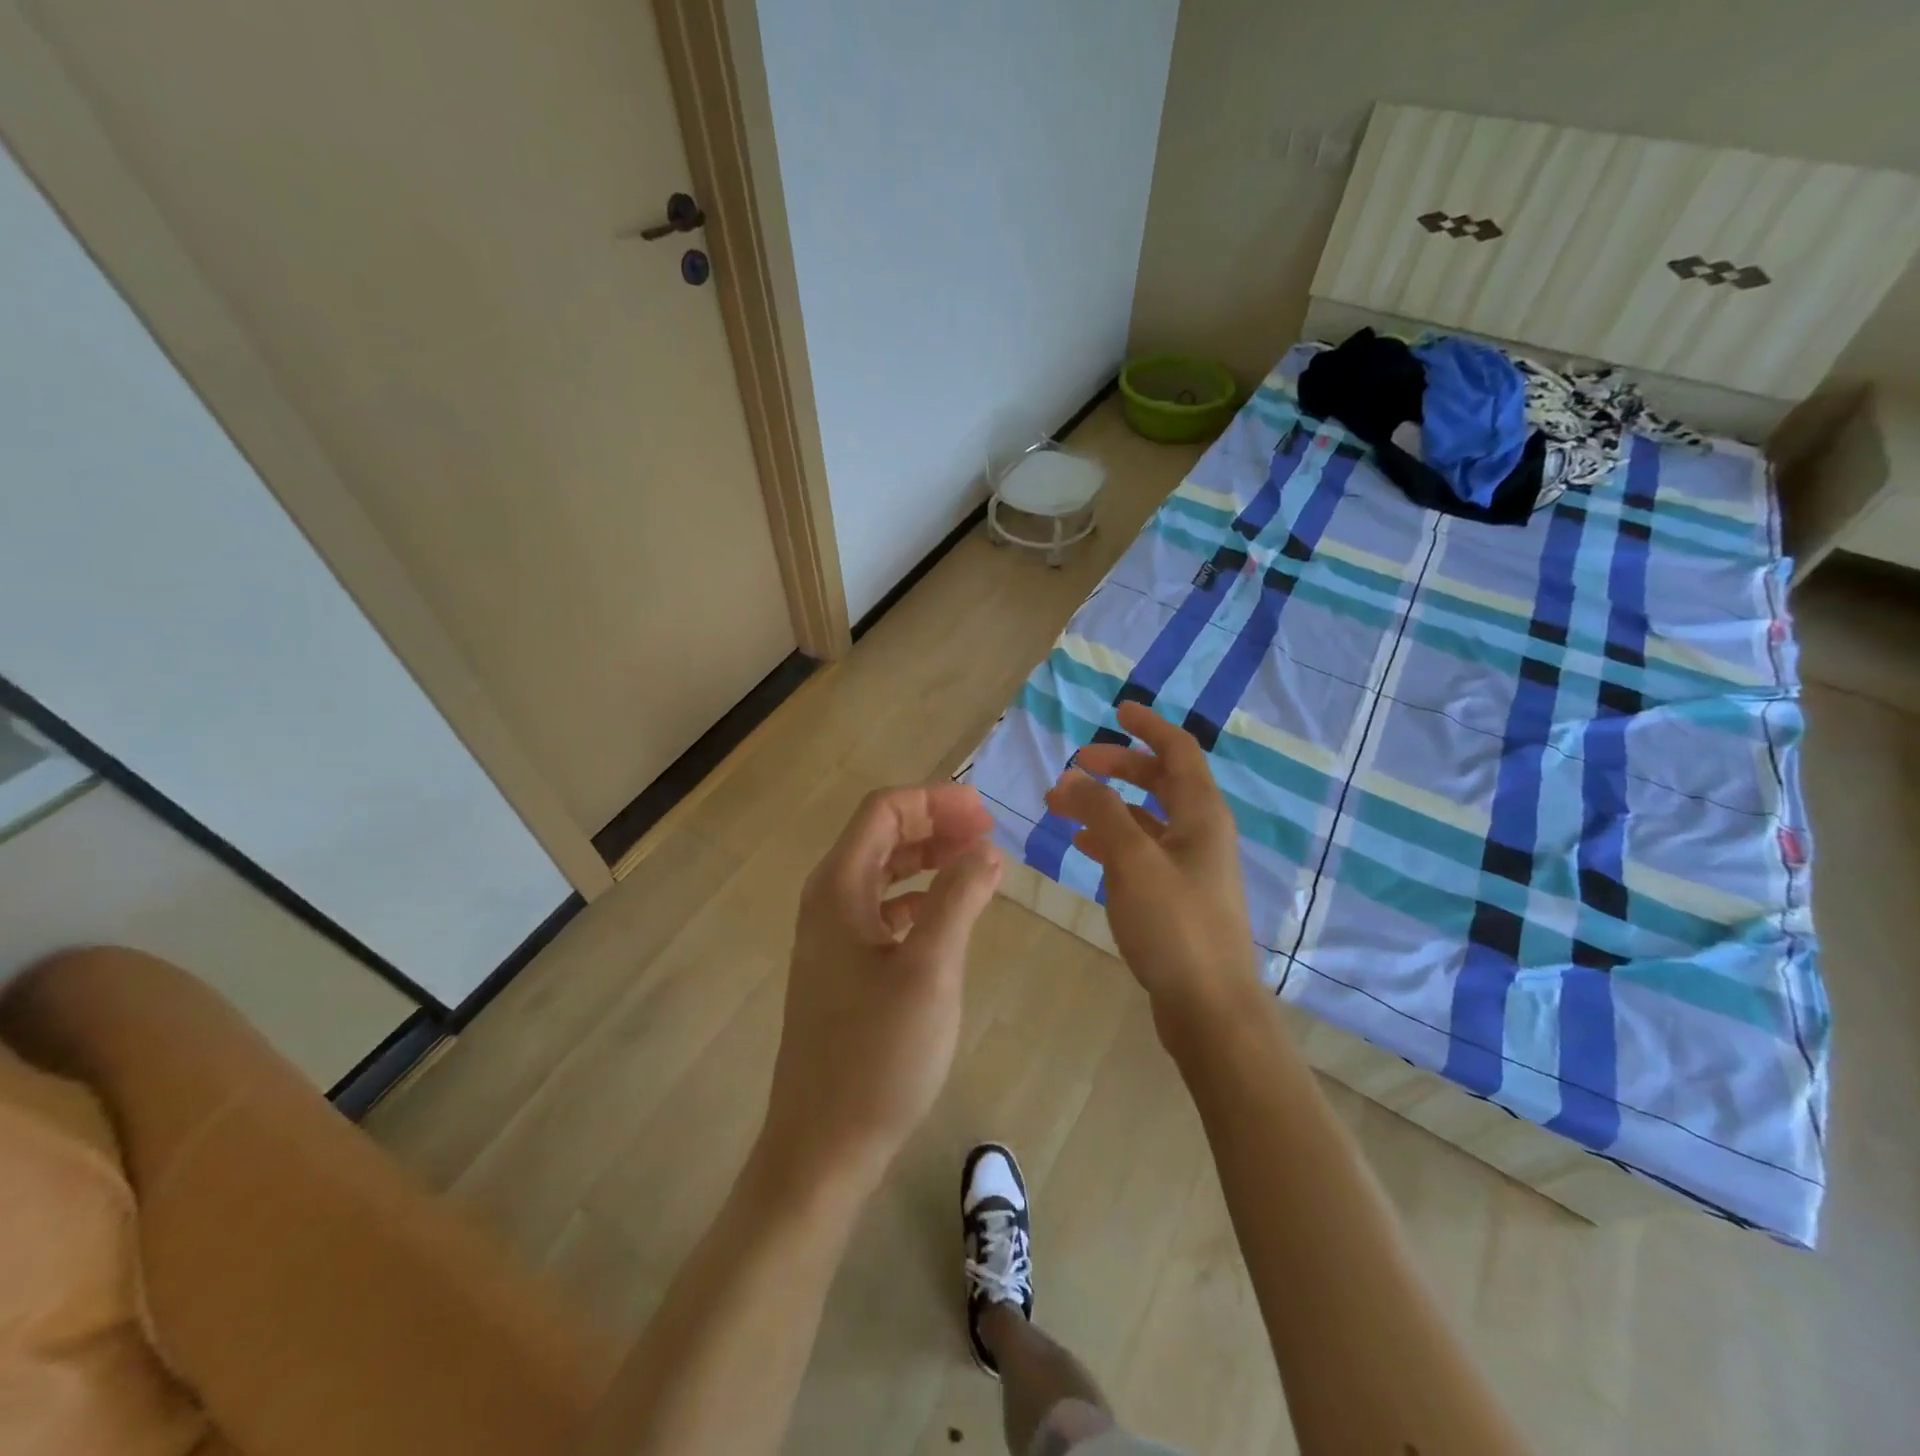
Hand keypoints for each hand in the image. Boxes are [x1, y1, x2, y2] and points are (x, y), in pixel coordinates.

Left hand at [758, 784, 1003, 1201]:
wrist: (823, 1145)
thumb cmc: (877, 1054)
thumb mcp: (929, 970)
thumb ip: (958, 899)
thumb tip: (986, 848)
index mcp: (839, 887)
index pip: (883, 811)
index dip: (935, 801)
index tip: (985, 815)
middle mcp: (828, 900)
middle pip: (882, 835)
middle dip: (935, 824)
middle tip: (989, 835)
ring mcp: (832, 936)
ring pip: (883, 872)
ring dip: (928, 859)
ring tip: (977, 863)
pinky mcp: (843, 967)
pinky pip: (883, 909)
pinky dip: (918, 897)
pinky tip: (946, 912)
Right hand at [1045, 702, 1260, 1042]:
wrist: (1210, 1007)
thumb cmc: (1175, 925)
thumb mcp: (1132, 860)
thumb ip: (1101, 812)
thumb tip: (1074, 775)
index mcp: (1201, 814)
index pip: (1178, 751)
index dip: (1149, 726)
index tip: (1117, 710)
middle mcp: (1201, 833)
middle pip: (1160, 782)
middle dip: (1119, 767)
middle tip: (1076, 765)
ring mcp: (1191, 867)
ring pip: (1146, 819)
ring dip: (1107, 806)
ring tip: (1062, 808)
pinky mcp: (1178, 897)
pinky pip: (1142, 852)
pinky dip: (1113, 841)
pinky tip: (1083, 848)